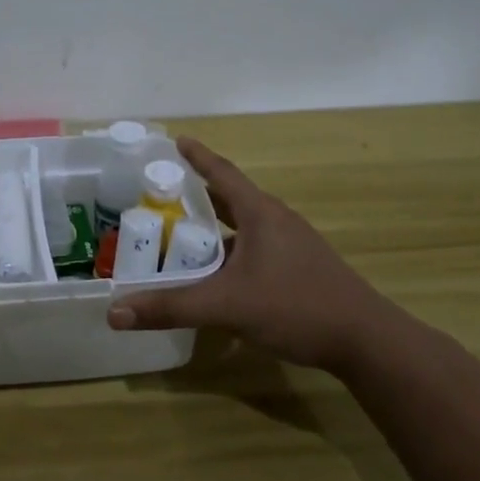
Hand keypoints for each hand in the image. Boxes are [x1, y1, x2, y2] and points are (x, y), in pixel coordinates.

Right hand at [107, 138, 403, 374]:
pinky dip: (229, 254)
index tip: (176, 140)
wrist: (365, 340)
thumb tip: (114, 313)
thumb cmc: (296, 307)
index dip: (197, 156)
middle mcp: (276, 221)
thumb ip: (171, 308)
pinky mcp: (299, 269)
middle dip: (196, 196)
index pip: (222, 173)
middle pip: (230, 199)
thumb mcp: (226, 306)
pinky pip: (254, 249)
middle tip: (161, 197)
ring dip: (213, 230)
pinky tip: (215, 276)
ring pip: (243, 228)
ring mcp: (292, 245)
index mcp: (261, 214)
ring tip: (179, 238)